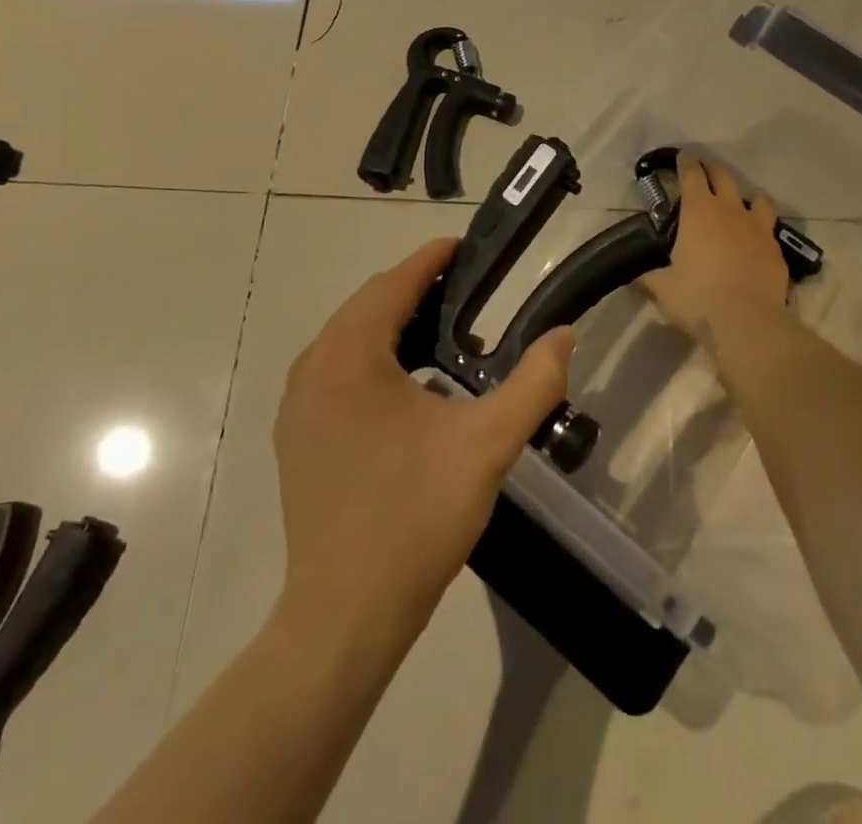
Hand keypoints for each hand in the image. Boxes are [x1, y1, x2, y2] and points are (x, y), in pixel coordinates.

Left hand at [273, 238, 575, 646]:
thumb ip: (533, 382)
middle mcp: (313, 367)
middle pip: (369, 305)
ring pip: (351, 337)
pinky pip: (337, 369)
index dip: (432, 258)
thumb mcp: (486, 445)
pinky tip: (412, 386)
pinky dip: (374, 358)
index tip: (467, 247)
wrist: (344, 614)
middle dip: (417, 290)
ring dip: (397, 325)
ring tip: (450, 337)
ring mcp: (297, 403)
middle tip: (470, 294)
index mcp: (350, 355)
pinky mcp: (297, 434)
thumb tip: (565, 335)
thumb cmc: (415, 518)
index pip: (393, 282)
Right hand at [640, 153, 789, 346]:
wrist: (747, 322)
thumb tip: (633, 276)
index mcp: (699, 212)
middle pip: (724, 176)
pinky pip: (770, 229)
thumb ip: (649, 277)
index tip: (681, 158)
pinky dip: (761, 229)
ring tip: (740, 205)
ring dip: (746, 197)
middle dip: (713, 170)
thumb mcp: (663, 288)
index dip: (685, 163)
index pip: (691, 175)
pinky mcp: (776, 249)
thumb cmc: (697, 298)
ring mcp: (758, 228)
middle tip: (705, 172)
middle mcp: (730, 211)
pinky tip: (755, 241)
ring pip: (757, 199)